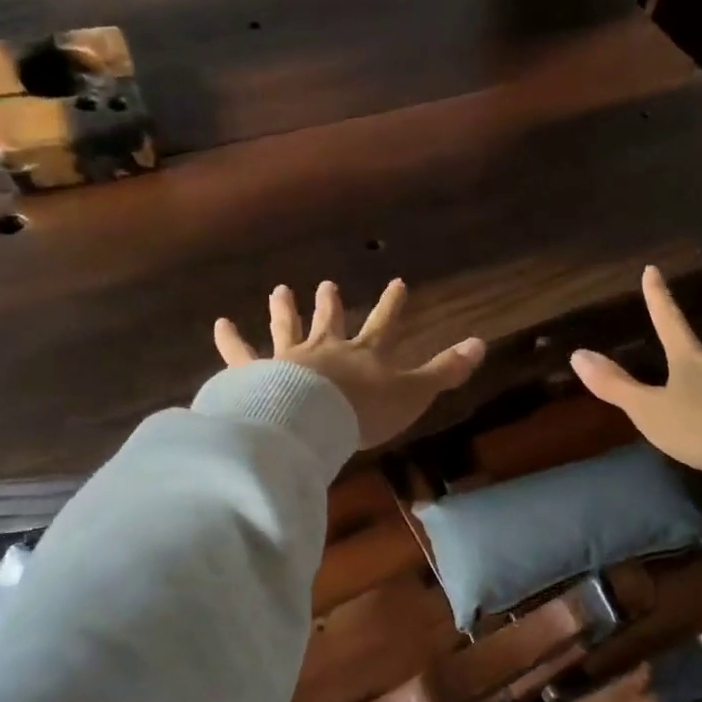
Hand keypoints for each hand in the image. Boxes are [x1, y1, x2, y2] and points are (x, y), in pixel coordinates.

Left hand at [214, 278, 486, 447]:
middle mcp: (327, 349)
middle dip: (331, 304)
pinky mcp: (258, 375)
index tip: (397, 282)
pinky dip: (231, 341)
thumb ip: (445, 370)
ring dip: (285, 310)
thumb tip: (481, 343)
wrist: (313, 420)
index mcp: (364, 354)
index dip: (392, 304)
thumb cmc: (365, 409)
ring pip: (288, 329)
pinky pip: (242, 356)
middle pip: (330, 321)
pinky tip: (220, 324)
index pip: (384, 323)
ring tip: (280, 291)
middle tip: (326, 285)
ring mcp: (290, 359)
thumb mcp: (414, 392)